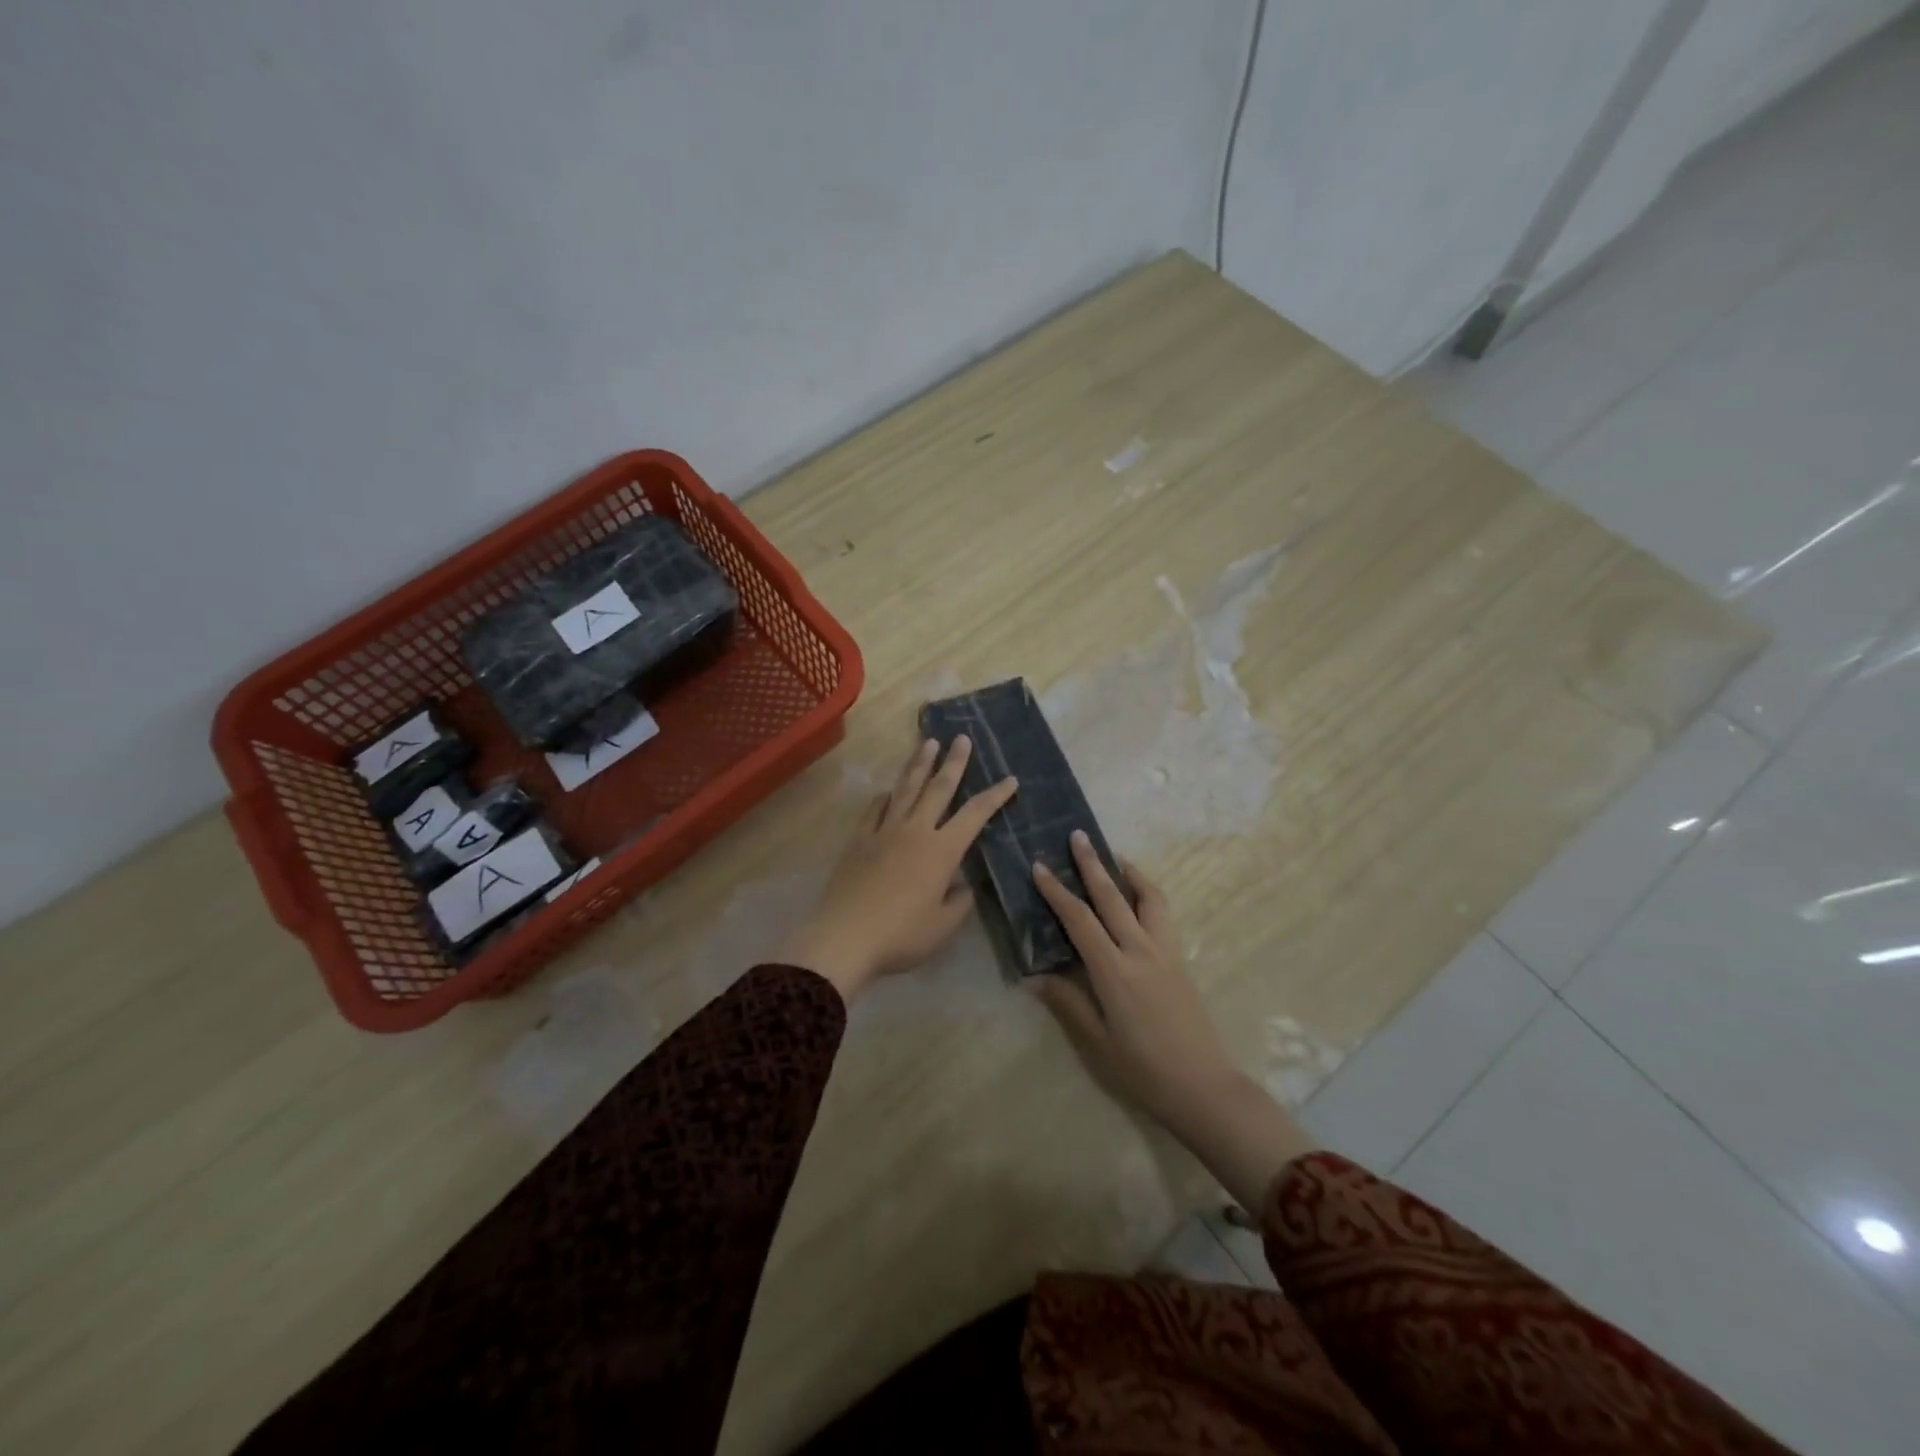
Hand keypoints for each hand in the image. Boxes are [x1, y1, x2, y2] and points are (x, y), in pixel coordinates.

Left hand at [777, 735, 1016, 1003]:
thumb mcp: (942, 927)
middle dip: (954, 762)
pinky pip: (875, 809)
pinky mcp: (859, 840)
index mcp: (942, 851)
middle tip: (962, 738)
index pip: (975, 815)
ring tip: (928, 742)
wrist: (845, 937)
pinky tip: (888, 791)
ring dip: (919, 764)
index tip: (1010, 779)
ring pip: (906, 789)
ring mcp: (884, 831)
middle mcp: (915, 831)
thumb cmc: (901, 936)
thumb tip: (962, 884)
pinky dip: (885, 797)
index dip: (995, 796)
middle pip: (938, 788)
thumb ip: (959, 902)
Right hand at [1033, 833, 1313, 1210]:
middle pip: (1112, 897)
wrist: (1202, 1086)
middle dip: (1091, 864)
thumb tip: (1032, 976)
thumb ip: (1066, 1002)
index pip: (1079, 920)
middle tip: (1077, 835)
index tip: (1040, 867)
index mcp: (1114, 971)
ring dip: (1127, 873)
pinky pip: (1163, 914)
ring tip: (1113, 856)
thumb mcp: (1095, 1041)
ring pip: (1146, 898)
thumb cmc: (1142, 1069)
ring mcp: (1165, 951)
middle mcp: (1140, 951)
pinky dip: (1148, 893)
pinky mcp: (1179, 958)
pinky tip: (1138, 895)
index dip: (1057, 892)